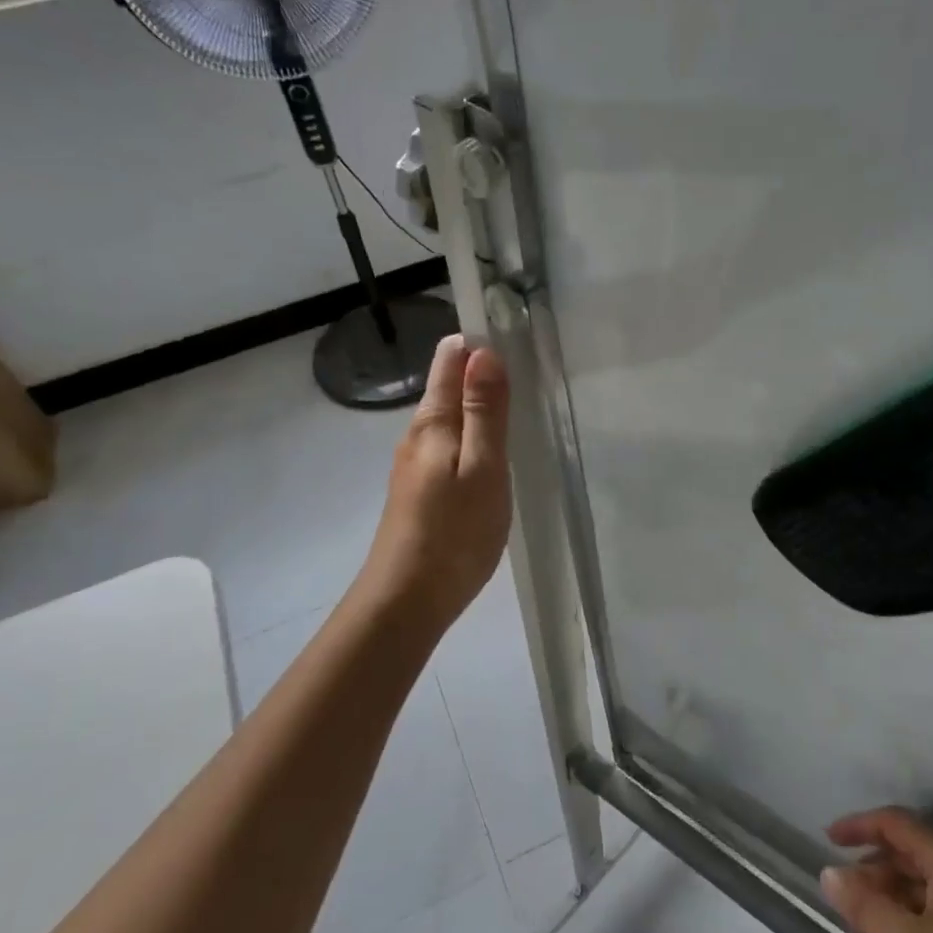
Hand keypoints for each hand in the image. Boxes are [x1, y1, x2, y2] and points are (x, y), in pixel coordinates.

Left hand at [358, 333, 512, 629]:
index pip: (450, 359)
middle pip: (447, 386)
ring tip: (513, 406)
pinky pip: (448, 447)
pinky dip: (470, 437)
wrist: (406, 600)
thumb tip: (483, 351)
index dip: (477, 341)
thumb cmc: (453, 532)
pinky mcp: (419, 490)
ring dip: (476, 406)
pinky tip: (489, 455)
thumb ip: (484, 412)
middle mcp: (417, 435)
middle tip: (525, 368)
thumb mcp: (482, 468)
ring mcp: (414, 465)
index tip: (513, 332)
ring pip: (448, 419)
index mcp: (433, 422)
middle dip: (480, 371)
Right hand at [821, 808, 932, 932]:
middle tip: (844, 893)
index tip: (827, 840)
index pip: (896, 823)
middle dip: (875, 867)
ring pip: (930, 878)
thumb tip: (828, 874)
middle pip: (913, 849)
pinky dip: (919, 910)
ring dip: (895, 892)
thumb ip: (867, 907)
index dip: (858, 827)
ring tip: (867, 920)